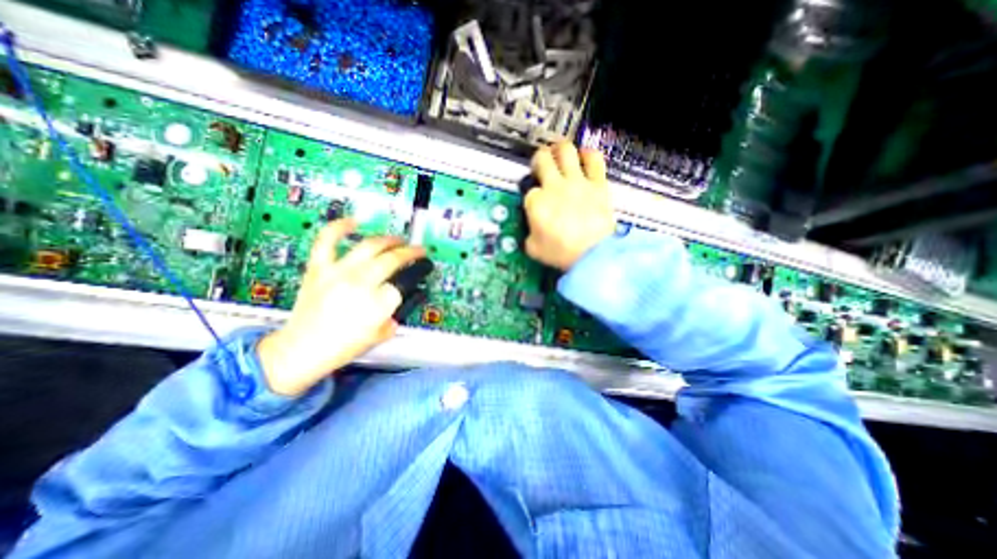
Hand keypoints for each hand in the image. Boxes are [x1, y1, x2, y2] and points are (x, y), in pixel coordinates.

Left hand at [257, 218, 422, 397]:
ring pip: (370, 245)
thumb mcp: (382, 333)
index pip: (407, 279)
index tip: (424, 267)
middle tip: (417, 251)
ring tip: (398, 239)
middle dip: (411, 252)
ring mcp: (338, 272)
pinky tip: (354, 221)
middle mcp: (361, 283)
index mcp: (378, 303)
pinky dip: (340, 227)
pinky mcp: (319, 268)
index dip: (420, 271)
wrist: (303, 349)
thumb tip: (403, 295)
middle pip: (393, 258)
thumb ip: (397, 312)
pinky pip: (328, 240)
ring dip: (389, 239)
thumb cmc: (343, 346)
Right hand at [523, 142, 615, 270]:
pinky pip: (594, 160)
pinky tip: (585, 157)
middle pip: (542, 159)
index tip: (536, 203)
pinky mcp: (597, 184)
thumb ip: (529, 235)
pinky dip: (589, 155)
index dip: (532, 196)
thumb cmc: (562, 253)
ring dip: (560, 150)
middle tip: (541, 164)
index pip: (529, 192)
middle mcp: (554, 187)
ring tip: (560, 153)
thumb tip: (532, 231)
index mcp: (536, 203)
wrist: (592, 254)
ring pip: (565, 151)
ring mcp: (576, 182)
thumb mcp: (533, 249)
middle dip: (539, 160)